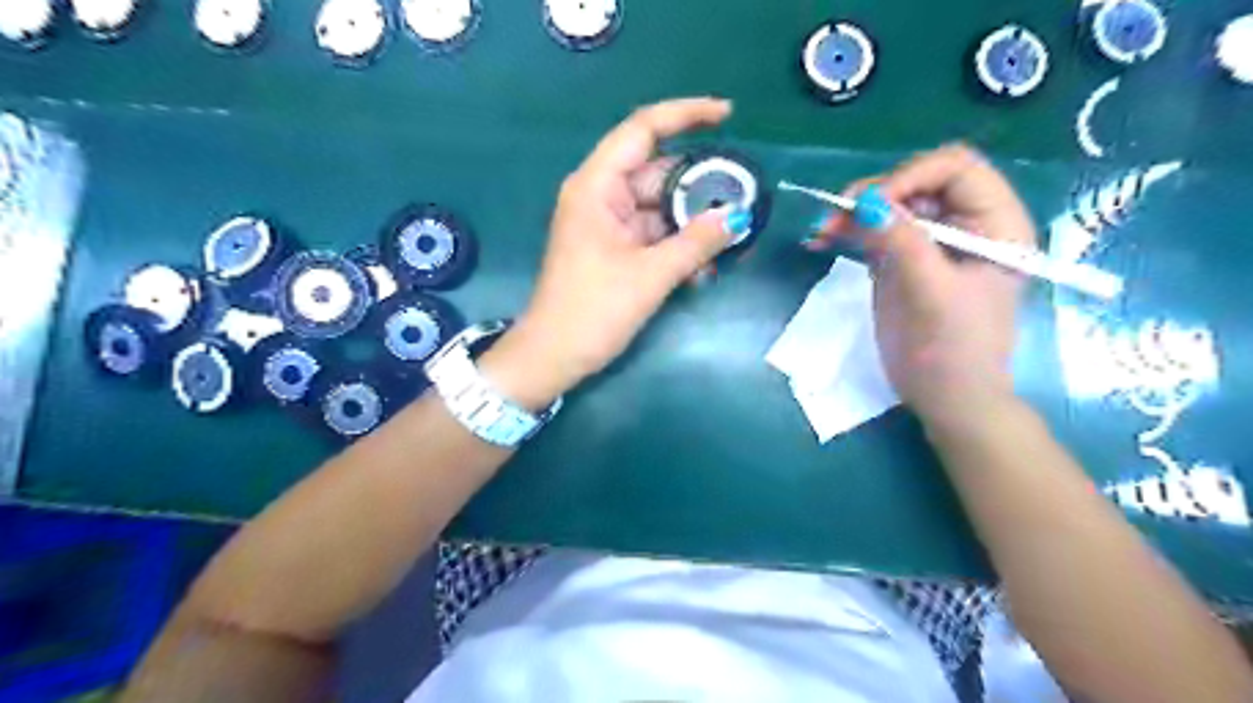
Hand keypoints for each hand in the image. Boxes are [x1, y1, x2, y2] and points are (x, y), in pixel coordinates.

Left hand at [481, 97, 737, 409]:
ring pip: (659, 206)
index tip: (729, 115)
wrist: (553, 357)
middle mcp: (601, 196)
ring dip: (691, 222)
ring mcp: (607, 223)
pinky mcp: (613, 248)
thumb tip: (737, 217)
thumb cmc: (592, 311)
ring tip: (730, 237)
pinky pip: (653, 233)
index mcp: (597, 187)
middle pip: (657, 172)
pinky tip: (704, 266)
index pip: (643, 130)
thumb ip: (696, 243)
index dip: (686, 115)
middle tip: (742, 196)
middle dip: (699, 185)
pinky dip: (677, 244)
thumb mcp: (650, 276)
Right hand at [814, 146, 1038, 426]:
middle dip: (873, 195)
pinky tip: (822, 239)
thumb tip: (866, 203)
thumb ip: (902, 242)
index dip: (911, 177)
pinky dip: (847, 232)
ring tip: (821, 231)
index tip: (872, 207)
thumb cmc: (953, 350)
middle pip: (916, 183)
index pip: (956, 168)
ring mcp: (930, 242)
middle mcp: (964, 223)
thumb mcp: (931, 293)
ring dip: (852, 213)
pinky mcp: (902, 260)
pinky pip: (873, 232)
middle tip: (835, 216)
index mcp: (994, 223)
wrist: (945, 398)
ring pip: (888, 205)